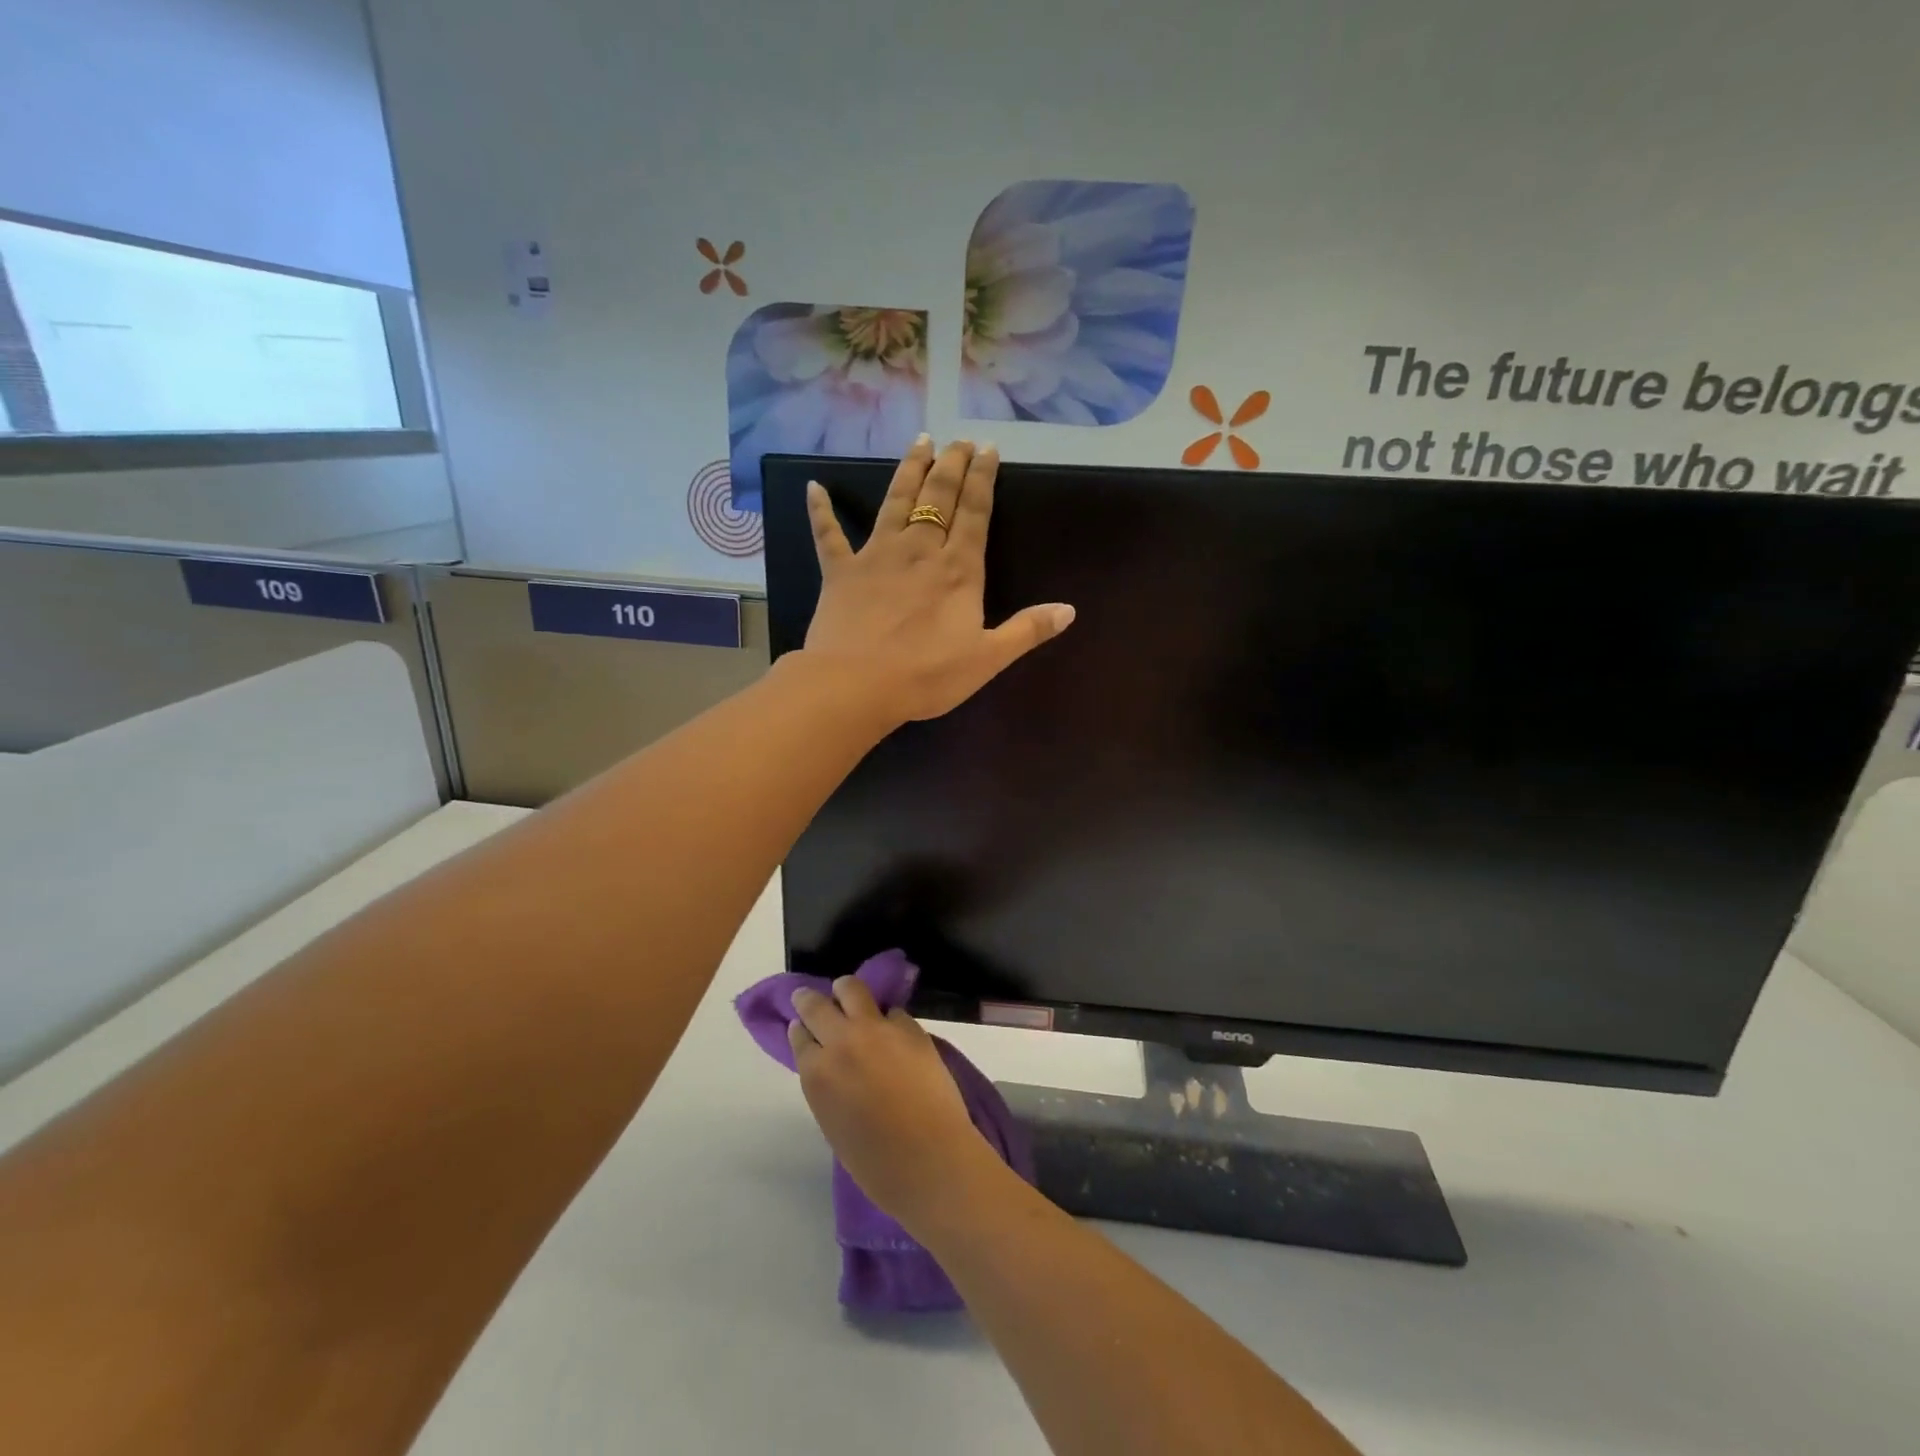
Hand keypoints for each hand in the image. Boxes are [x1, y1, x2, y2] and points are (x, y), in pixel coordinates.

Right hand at [788, 977, 1002, 1232]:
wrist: (929, 1158)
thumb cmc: (876, 1163)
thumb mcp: (834, 1124)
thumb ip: (828, 1087)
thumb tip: (833, 1068)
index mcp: (817, 1074)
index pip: (800, 1037)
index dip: (800, 1030)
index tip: (801, 1027)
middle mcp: (841, 1041)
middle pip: (817, 1006)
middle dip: (809, 1000)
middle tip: (809, 998)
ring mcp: (877, 1029)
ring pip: (852, 989)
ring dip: (845, 991)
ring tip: (847, 994)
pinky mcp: (910, 1027)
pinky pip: (892, 1012)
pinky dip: (887, 1018)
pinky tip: (891, 1029)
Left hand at [801, 437, 1074, 726]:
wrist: (856, 685)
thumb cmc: (926, 676)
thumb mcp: (987, 659)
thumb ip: (1027, 631)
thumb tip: (1069, 609)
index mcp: (957, 570)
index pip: (975, 513)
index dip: (983, 479)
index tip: (988, 449)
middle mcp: (918, 550)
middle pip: (938, 497)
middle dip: (951, 465)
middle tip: (959, 440)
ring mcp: (875, 556)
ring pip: (895, 502)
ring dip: (908, 471)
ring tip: (920, 442)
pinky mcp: (839, 571)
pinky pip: (827, 534)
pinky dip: (820, 510)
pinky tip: (814, 486)